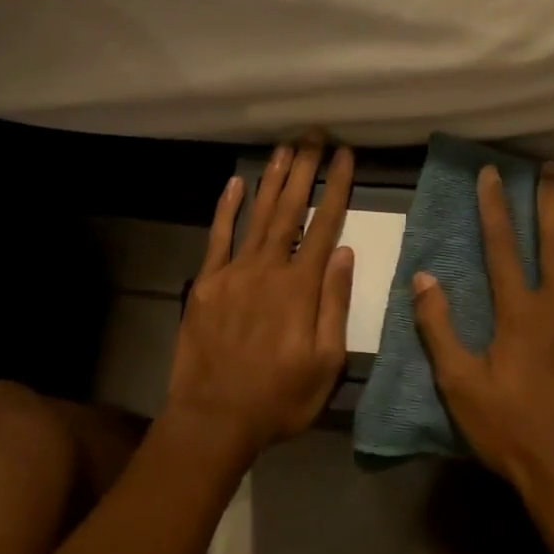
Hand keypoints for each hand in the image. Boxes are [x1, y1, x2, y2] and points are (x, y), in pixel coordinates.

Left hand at [165, 137, 356, 459]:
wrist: (214, 418)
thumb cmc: (279, 398)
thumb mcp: (325, 363)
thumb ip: (334, 304)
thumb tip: (344, 253)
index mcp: (301, 287)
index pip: (325, 225)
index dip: (337, 187)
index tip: (345, 156)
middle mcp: (269, 268)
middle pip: (291, 209)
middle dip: (305, 169)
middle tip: (314, 135)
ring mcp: (234, 272)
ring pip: (258, 214)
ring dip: (272, 179)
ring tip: (285, 147)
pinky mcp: (207, 282)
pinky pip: (218, 236)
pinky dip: (227, 207)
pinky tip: (236, 182)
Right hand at [412, 161, 553, 522]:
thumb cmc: (510, 430)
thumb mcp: (459, 383)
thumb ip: (439, 328)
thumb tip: (423, 278)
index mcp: (518, 312)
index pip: (502, 246)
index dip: (494, 206)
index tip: (492, 173)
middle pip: (552, 242)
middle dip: (549, 201)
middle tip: (551, 167)